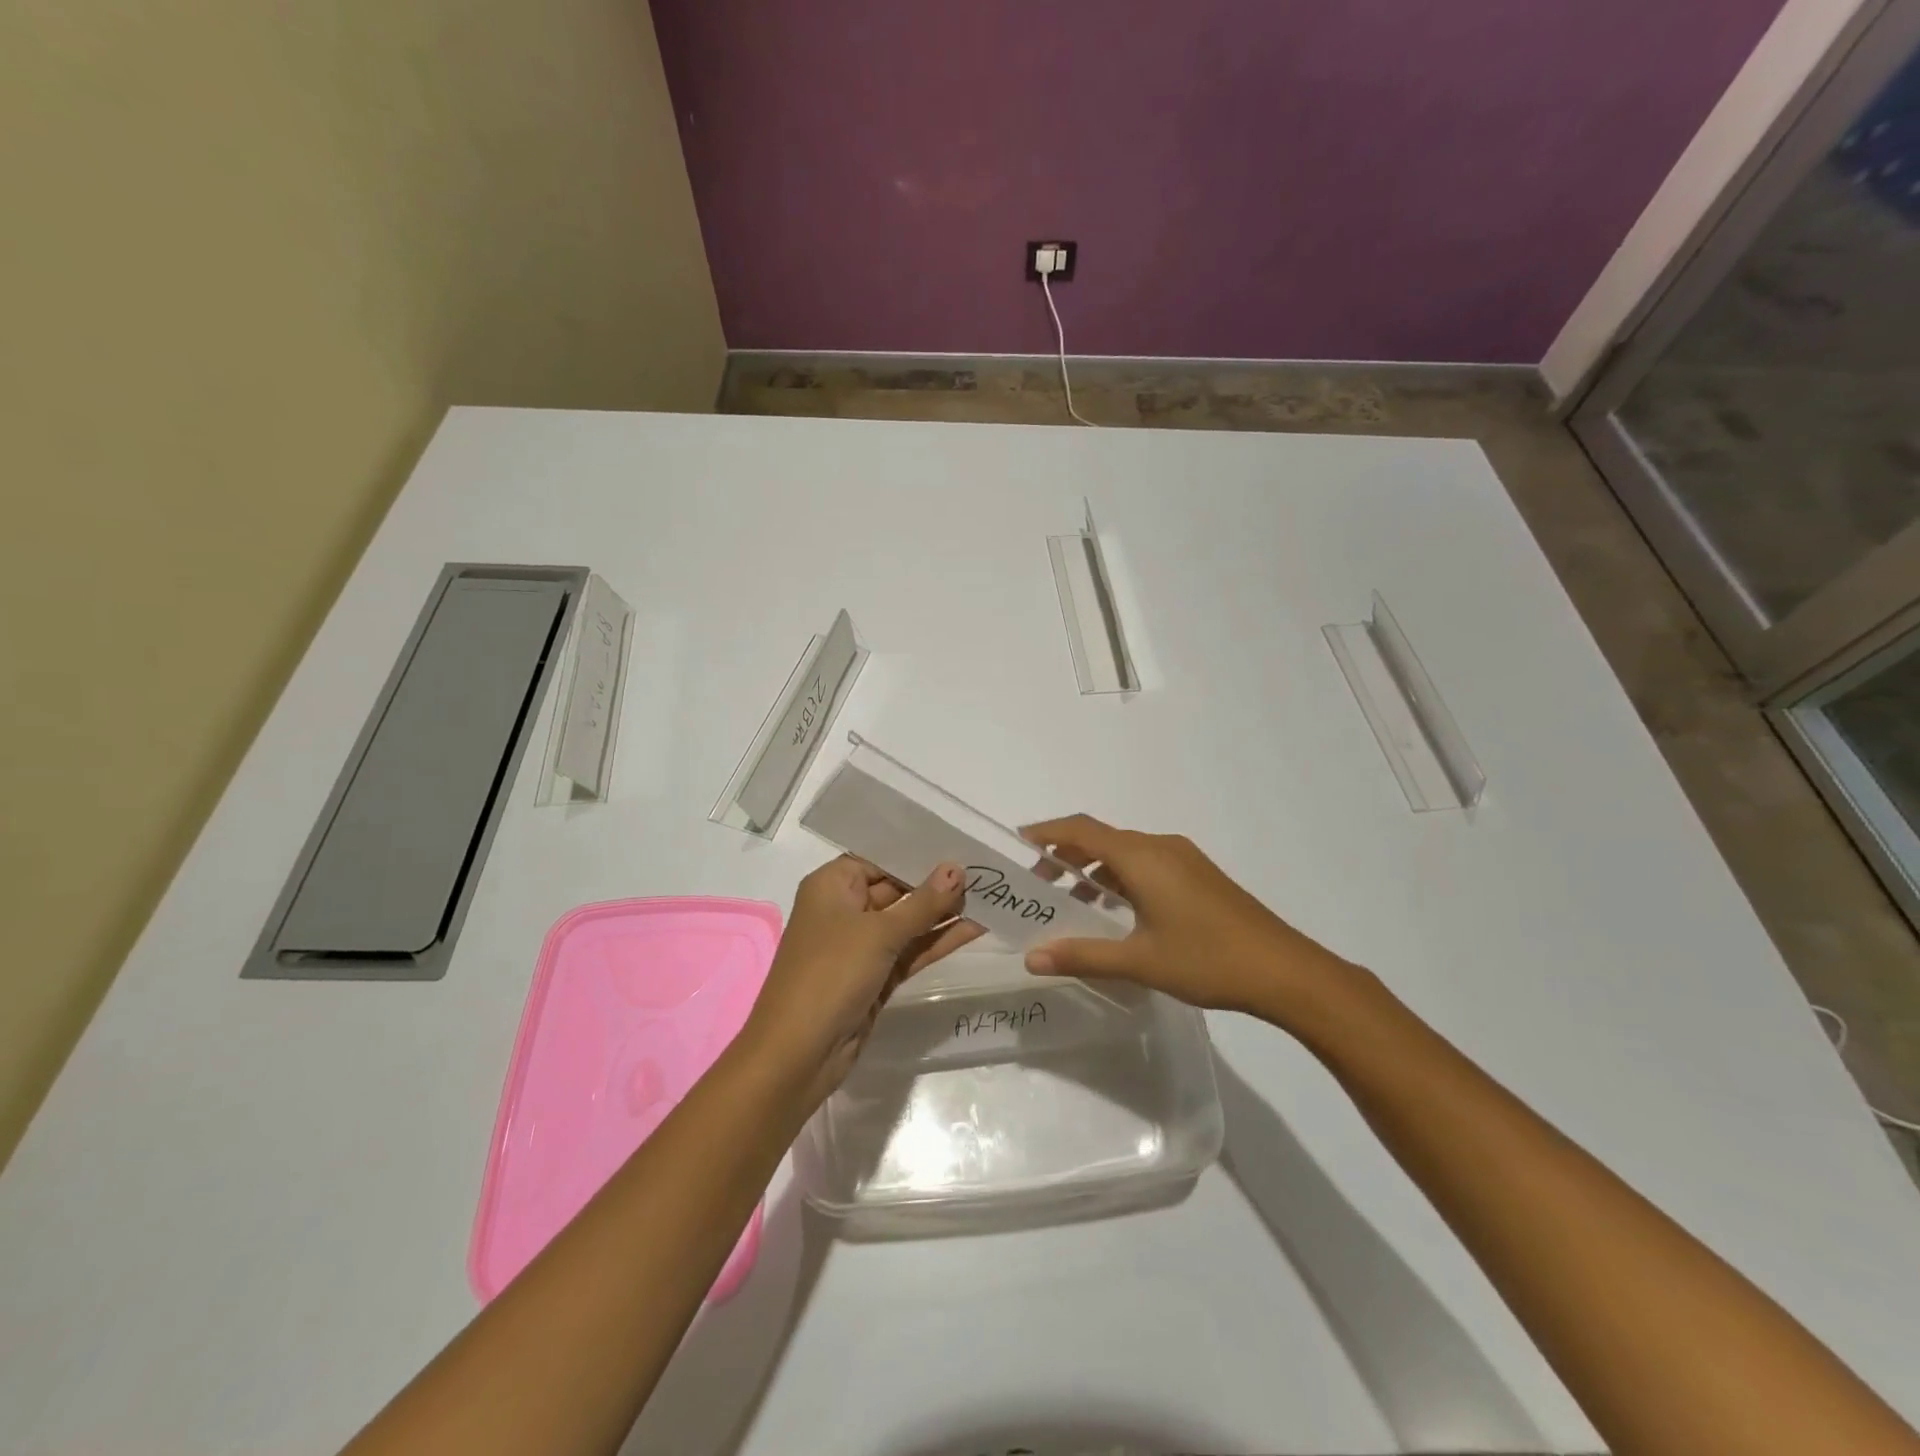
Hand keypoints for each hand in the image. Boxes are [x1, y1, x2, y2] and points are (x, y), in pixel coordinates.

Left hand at [743, 857, 981, 1106]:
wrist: (799, 1053)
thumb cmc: (830, 974)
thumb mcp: (879, 933)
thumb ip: (922, 903)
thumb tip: (956, 869)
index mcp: (832, 886)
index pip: (879, 858)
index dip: (917, 852)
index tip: (959, 843)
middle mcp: (844, 909)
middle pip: (896, 888)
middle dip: (936, 883)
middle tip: (985, 870)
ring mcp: (861, 945)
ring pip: (907, 922)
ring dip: (943, 913)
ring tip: (989, 896)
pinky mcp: (876, 976)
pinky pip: (911, 950)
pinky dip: (938, 941)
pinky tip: (975, 928)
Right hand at [1021, 814, 1353, 1023]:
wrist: (1285, 971)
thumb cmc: (1206, 959)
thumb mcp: (1139, 961)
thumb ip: (1082, 955)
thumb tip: (1032, 957)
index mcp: (1142, 857)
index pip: (1081, 830)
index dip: (1047, 831)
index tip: (1019, 842)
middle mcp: (1161, 847)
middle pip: (1101, 839)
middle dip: (1066, 856)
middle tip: (1040, 886)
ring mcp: (1184, 859)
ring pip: (1126, 853)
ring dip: (1095, 869)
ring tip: (1073, 903)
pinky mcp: (1199, 876)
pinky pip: (1147, 864)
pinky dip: (1121, 878)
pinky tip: (1118, 913)